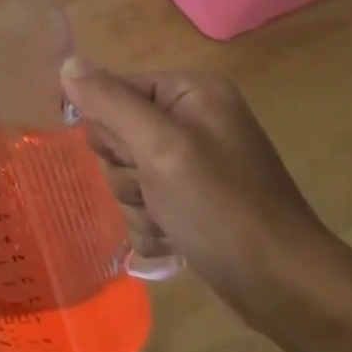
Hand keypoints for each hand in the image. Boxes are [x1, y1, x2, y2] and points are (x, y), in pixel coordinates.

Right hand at [60, 58, 333, 324]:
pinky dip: (150, 224)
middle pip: (116, 134)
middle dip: (126, 172)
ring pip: (125, 173)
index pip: (114, 90)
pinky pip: (143, 202)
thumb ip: (110, 102)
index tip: (135, 157)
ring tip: (169, 221)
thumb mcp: (160, 148)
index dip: (112, 128)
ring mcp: (193, 163)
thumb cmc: (222, 208)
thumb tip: (67, 63)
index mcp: (191, 93)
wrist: (284, 288)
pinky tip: (172, 239)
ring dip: (137, 204)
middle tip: (155, 191)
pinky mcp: (192, 200)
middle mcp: (192, 120)